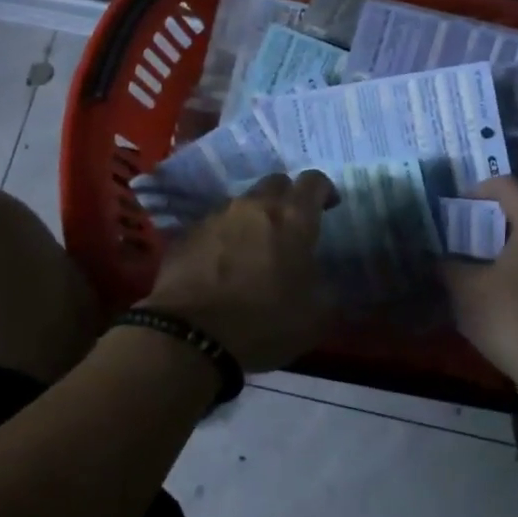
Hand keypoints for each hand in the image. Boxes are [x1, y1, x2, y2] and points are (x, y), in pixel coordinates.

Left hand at [143, 171, 338, 373]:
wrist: (191, 335)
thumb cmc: (264, 322)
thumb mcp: (315, 317)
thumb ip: (328, 290)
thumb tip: (327, 282)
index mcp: (292, 218)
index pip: (313, 181)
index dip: (324, 190)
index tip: (328, 207)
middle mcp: (255, 206)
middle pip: (276, 183)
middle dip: (287, 197)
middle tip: (291, 226)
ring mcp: (217, 216)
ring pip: (243, 203)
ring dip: (254, 218)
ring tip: (254, 247)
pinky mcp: (189, 233)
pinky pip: (215, 225)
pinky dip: (225, 237)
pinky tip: (223, 264)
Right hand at [442, 178, 517, 387]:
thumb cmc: (510, 317)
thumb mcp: (465, 289)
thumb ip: (447, 266)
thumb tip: (436, 258)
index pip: (508, 185)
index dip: (478, 190)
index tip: (457, 210)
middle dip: (491, 218)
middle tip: (464, 233)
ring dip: (507, 244)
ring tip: (478, 263)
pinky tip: (500, 291)